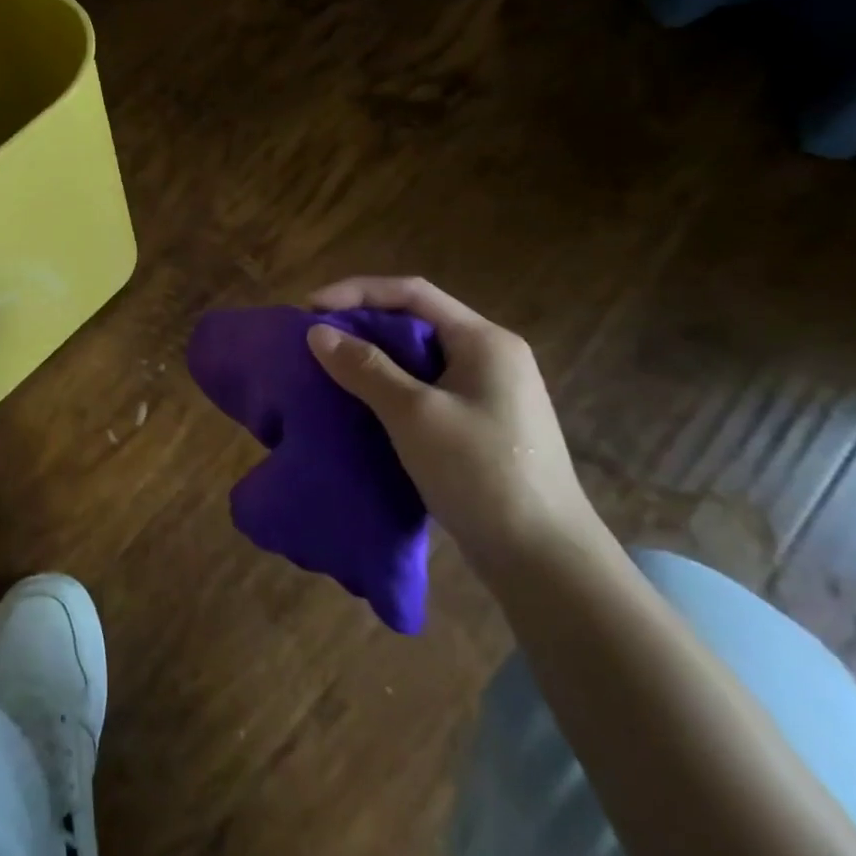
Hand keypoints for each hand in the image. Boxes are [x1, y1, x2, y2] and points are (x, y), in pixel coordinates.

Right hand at [304, 276, 601, 578]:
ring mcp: (490, 394)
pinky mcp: (482, 427)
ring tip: (330, 369)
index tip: (310, 307)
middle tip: (316, 338)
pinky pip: (426, 390)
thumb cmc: (482, 474)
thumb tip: (318, 332)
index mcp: (484, 341)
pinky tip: (362, 406)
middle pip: (416, 321)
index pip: (412, 293)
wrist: (546, 563)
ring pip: (419, 358)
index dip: (357, 292)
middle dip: (363, 324)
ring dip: (374, 358)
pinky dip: (390, 389)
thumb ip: (365, 368)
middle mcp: (491, 358)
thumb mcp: (415, 415)